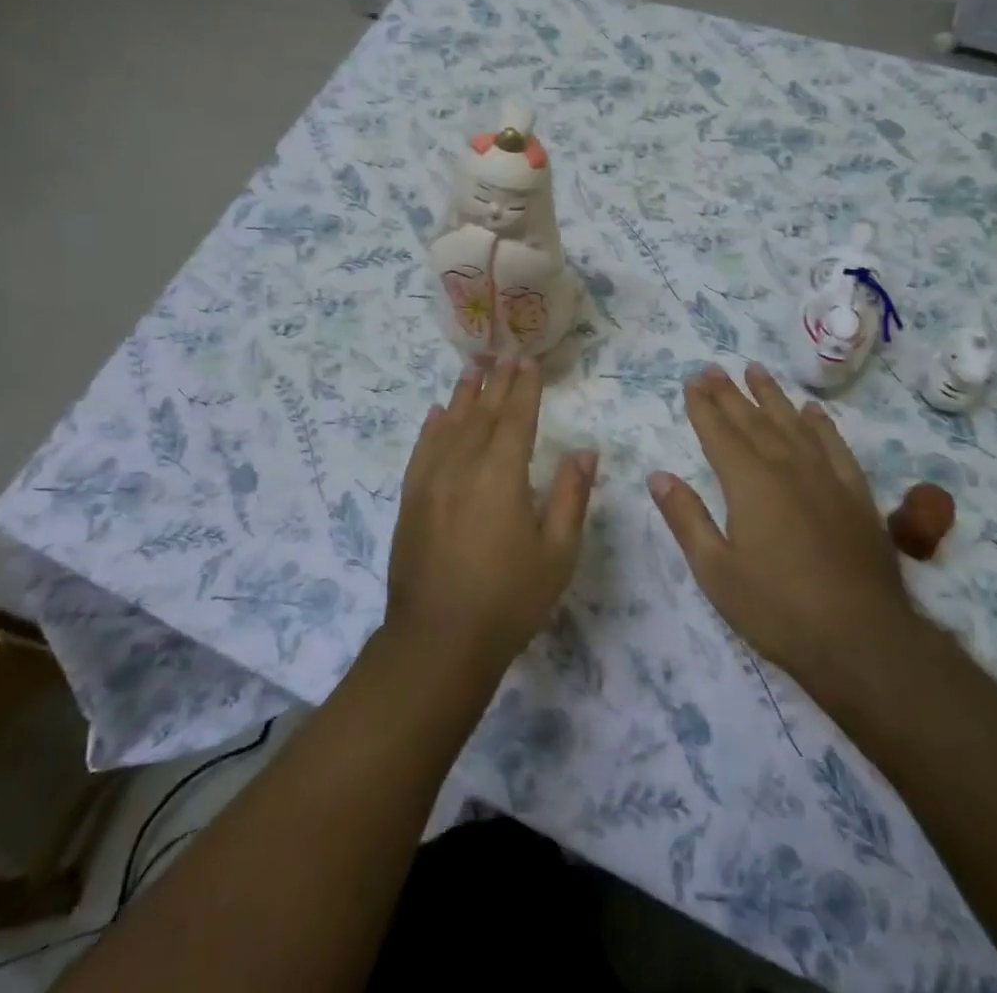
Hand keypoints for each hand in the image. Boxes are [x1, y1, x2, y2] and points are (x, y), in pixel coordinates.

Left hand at [388, 358, 597, 674]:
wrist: (438, 640)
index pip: (516, 418)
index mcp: (502, 475)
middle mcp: (463, 466)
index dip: (524, 388)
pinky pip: (422, 450)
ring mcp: (431, 481)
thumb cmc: (509, 599)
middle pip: (482, 414)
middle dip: (497, 383)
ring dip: (463, 395)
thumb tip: (585, 450)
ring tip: (473, 368)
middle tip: (506, 355)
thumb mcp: (557, 553)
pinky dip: (432, 427)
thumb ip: (571, 495)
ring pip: (450, 425)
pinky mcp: (411, 499)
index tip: (529, 362)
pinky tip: (437, 413)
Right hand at [648, 363, 916, 691]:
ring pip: (793, 424)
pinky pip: (835, 446)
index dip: (703, 406)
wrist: (863, 640)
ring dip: (771, 396)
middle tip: (712, 368)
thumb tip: (658, 476)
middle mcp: (787, 467)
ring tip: (755, 370)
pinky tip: (813, 411)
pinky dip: (821, 425)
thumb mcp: (716, 571)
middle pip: (753, 420)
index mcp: (749, 483)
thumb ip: (686, 518)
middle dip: (729, 393)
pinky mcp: (856, 495)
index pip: (719, 433)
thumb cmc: (777, 609)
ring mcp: (826, 478)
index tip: (691, 381)